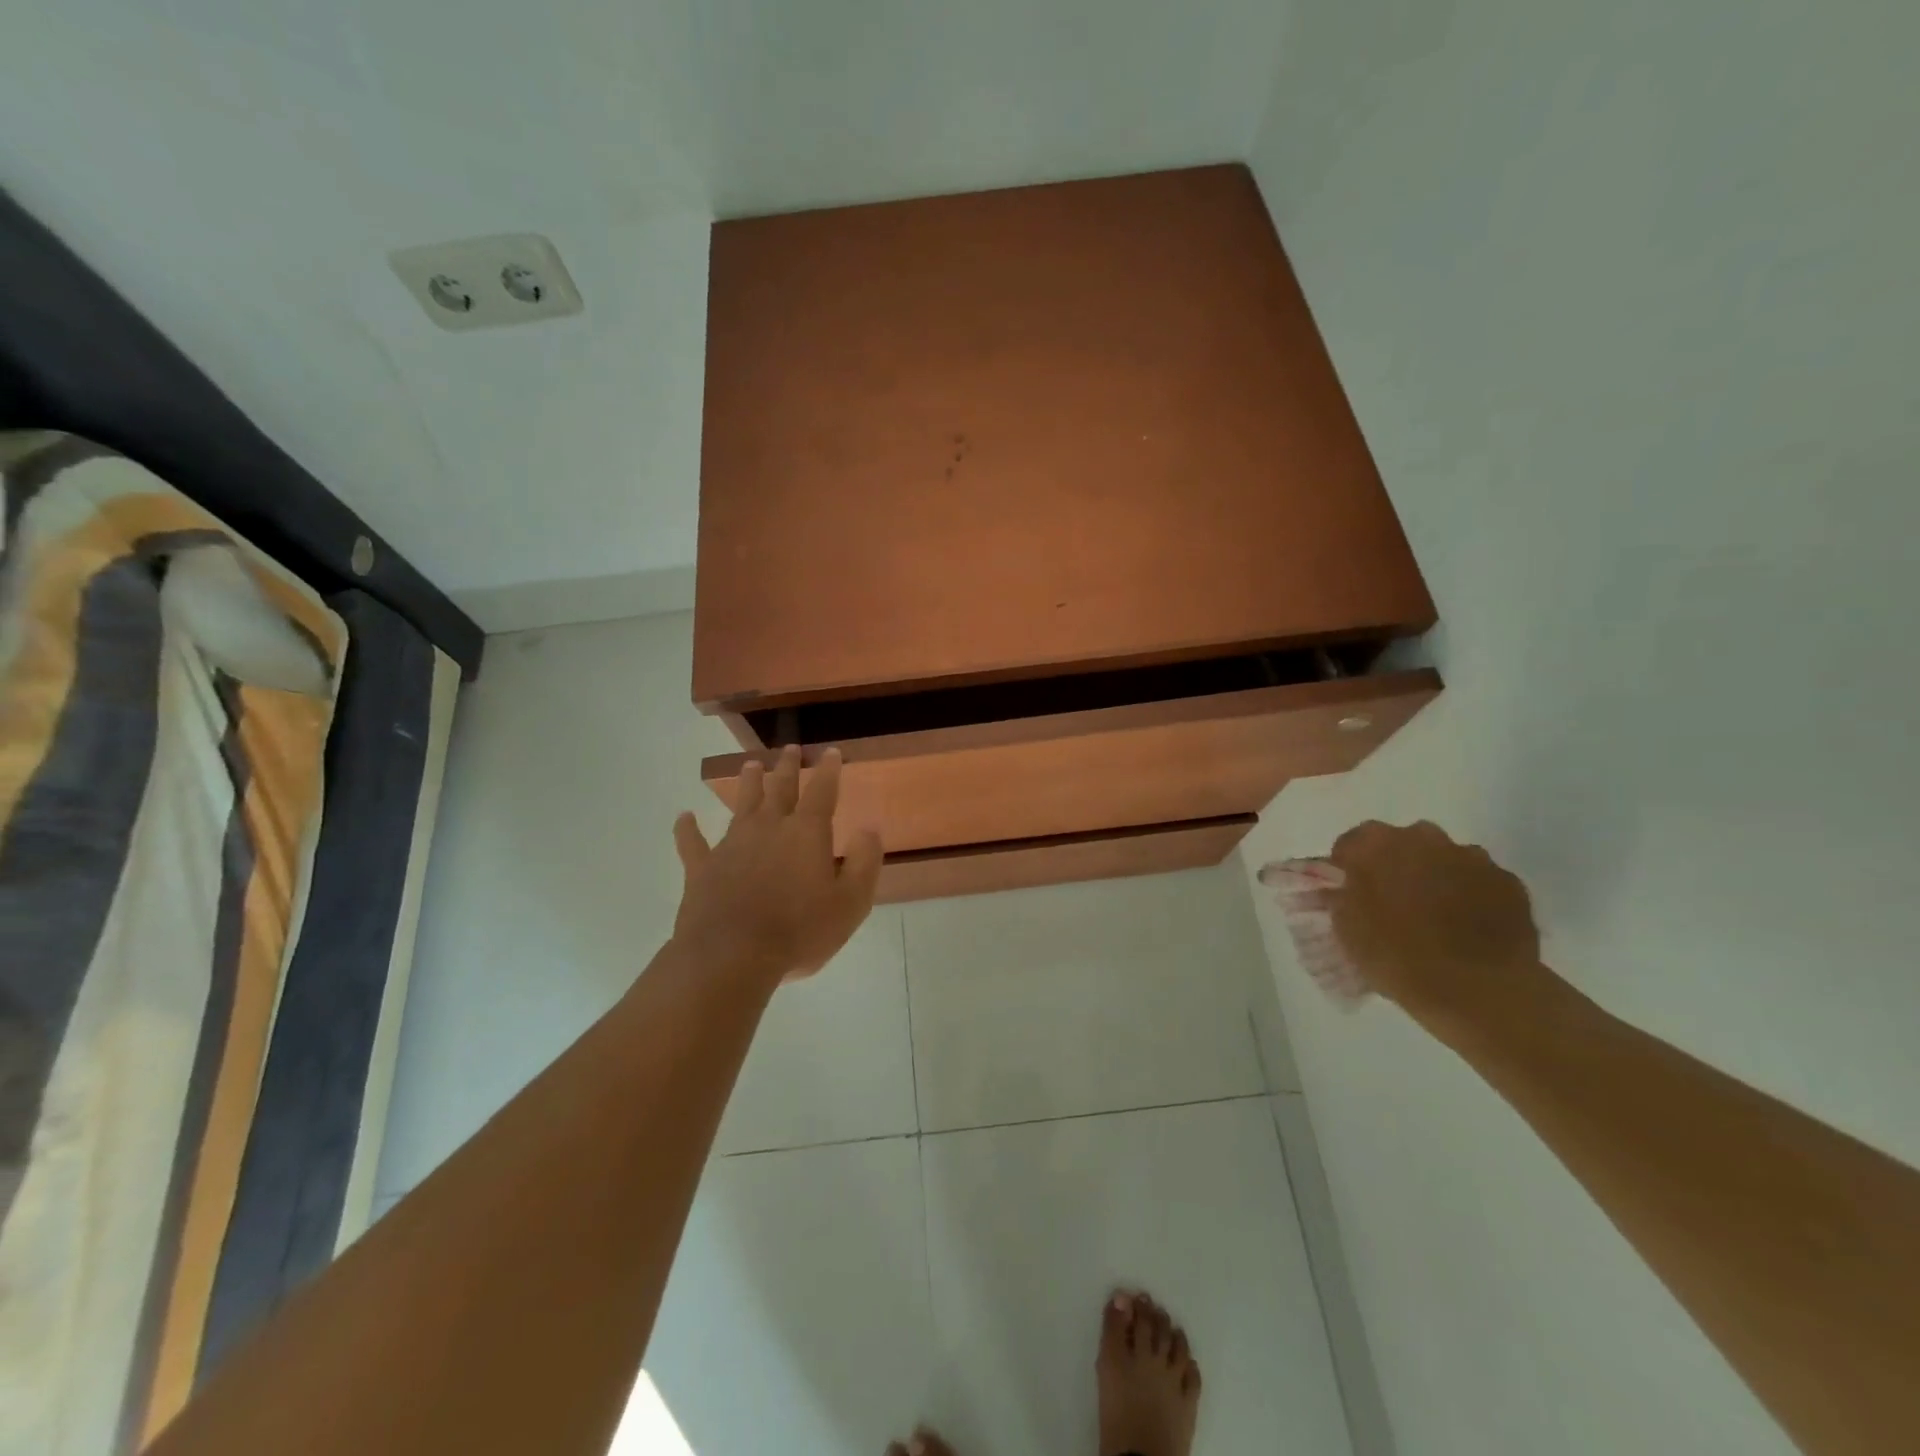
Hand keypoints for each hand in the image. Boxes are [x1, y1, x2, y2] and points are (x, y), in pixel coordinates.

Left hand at [670, 744, 882, 983]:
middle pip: (780, 788)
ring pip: (742, 804)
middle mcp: (769, 827)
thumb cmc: (800, 931)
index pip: (822, 791)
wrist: (732, 956)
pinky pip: (692, 842)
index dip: (828, 770)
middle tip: (789, 749)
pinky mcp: (702, 868)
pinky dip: (687, 828)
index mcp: (806, 833)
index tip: (831, 752)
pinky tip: (683, 817)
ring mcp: (731, 845)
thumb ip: (864, 862)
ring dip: (748, 783)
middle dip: (787, 767)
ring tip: (750, 765)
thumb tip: (870, 828)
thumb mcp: (850, 903)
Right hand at [1325, 821, 1551, 1032]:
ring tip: (1434, 918)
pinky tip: (1468, 928)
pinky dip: (1470, 896)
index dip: (1346, 869)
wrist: (1479, 990)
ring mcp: (1471, 857)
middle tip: (1392, 904)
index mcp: (1376, 845)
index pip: (1350, 844)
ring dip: (1434, 878)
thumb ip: (1341, 900)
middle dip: (1394, 866)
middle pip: (1401, 844)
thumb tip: (1341, 890)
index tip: (1348, 894)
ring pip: (1443, 859)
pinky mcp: (1508, 882)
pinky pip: (1479, 881)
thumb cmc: (1398, 957)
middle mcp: (1424, 837)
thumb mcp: (1348, 931)